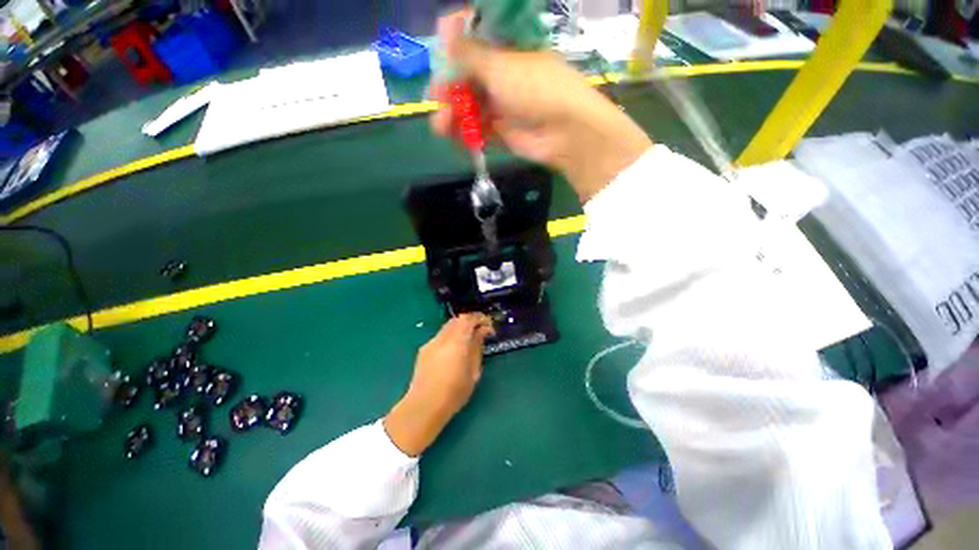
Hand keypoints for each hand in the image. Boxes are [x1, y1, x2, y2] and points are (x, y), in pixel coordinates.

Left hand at [383, 313, 493, 456]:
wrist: (423, 406)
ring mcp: (431, 343)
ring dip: (460, 328)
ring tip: (468, 340)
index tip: (488, 325)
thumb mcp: (473, 371)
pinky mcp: (424, 350)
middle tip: (480, 331)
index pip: (468, 319)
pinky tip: (454, 350)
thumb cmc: (454, 392)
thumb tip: (482, 332)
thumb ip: (477, 347)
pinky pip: (440, 336)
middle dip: (470, 321)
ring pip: (448, 326)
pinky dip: (450, 336)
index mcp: (456, 342)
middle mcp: (442, 338)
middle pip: (457, 319)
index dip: (480, 318)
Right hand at [430, 9, 652, 202]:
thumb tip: (444, 27)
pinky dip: (465, 133)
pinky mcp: (502, 131)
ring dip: (453, 114)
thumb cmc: (536, 88)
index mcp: (507, 49)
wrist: (565, 132)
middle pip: (467, 77)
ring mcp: (502, 105)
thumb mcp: (501, 66)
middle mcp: (503, 75)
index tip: (439, 53)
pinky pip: (478, 129)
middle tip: (436, 97)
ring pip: (470, 106)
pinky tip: (453, 137)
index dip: (454, 46)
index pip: (474, 40)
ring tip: (442, 125)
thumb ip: (470, 51)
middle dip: (449, 87)